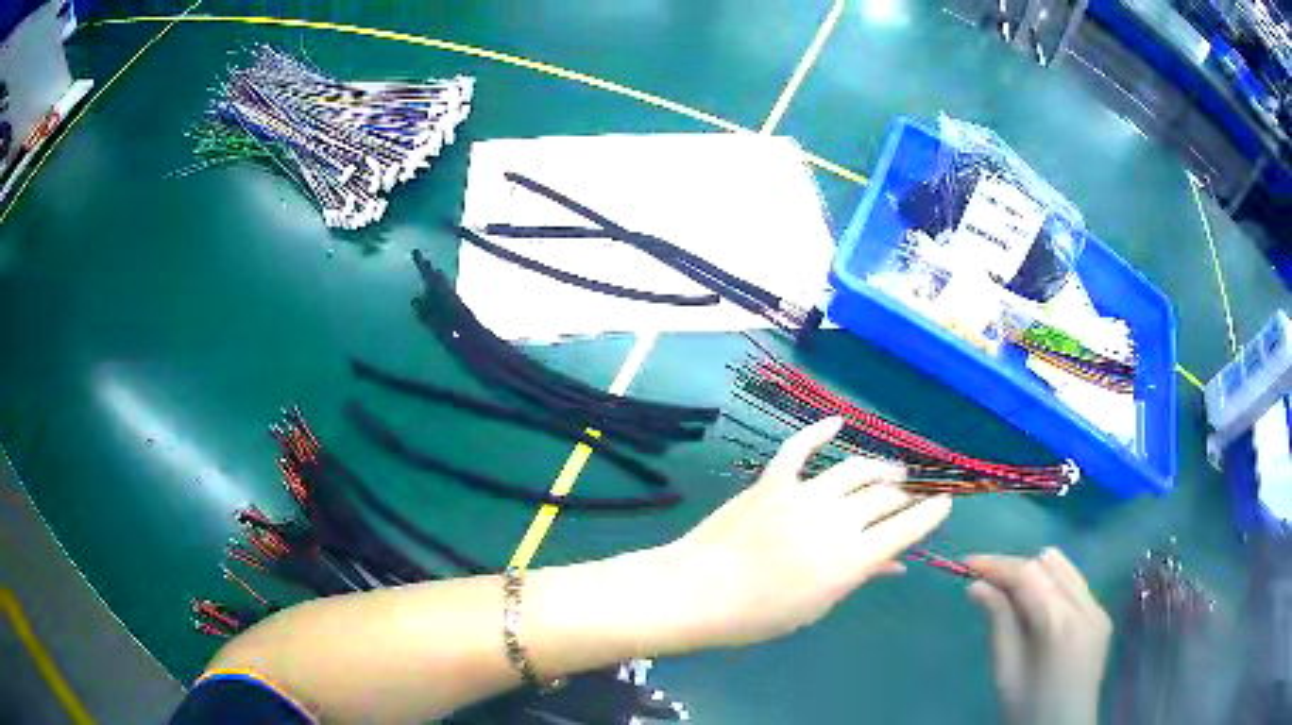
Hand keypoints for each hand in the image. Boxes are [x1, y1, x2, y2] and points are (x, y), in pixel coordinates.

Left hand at [656, 417, 951, 650]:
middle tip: (909, 496)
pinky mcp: (772, 481)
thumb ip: (859, 577)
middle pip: (885, 497)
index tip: (944, 503)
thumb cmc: (757, 616)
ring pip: (855, 469)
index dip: (930, 514)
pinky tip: (837, 422)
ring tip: (889, 472)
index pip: (906, 529)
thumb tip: (896, 564)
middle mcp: (835, 521)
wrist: (695, 592)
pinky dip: (819, 431)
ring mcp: (803, 495)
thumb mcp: (817, 605)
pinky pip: (800, 447)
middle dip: (905, 495)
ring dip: (879, 467)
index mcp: (850, 560)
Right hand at [965, 549, 1112, 724]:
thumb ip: (998, 623)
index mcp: (1060, 624)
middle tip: (984, 582)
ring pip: (1065, 568)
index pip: (1028, 574)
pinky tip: (1037, 608)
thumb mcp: (1006, 672)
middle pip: (1048, 564)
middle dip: (1014, 567)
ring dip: (1035, 573)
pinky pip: (1076, 585)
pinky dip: (1052, 586)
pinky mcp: (1102, 616)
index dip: (996, 564)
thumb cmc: (1027, 710)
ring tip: (1009, 593)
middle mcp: (1086, 605)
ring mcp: (1098, 609)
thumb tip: (977, 586)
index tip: (965, 563)